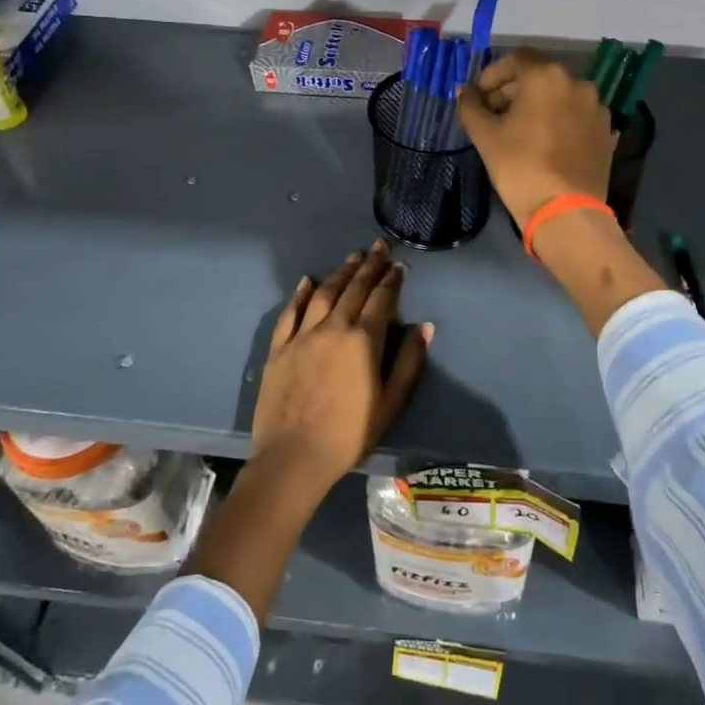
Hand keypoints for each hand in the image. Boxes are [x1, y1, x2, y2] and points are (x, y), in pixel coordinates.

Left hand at [250, 240, 430, 498]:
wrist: (294, 457)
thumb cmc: (349, 435)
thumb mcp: (390, 404)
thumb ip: (408, 363)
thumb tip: (425, 327)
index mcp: (363, 341)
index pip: (381, 300)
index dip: (391, 281)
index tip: (399, 265)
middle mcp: (333, 328)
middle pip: (353, 290)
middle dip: (368, 267)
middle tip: (378, 247)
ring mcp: (302, 336)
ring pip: (323, 294)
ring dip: (340, 273)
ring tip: (352, 258)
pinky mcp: (279, 348)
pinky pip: (290, 313)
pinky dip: (300, 294)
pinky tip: (307, 281)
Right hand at [456, 50, 615, 228]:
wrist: (565, 211)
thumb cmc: (519, 166)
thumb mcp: (485, 135)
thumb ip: (471, 106)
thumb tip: (464, 91)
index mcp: (547, 76)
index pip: (516, 58)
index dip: (492, 74)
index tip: (479, 96)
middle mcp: (577, 83)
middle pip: (539, 75)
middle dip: (513, 89)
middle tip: (493, 113)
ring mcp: (596, 108)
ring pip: (560, 96)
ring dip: (538, 104)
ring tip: (519, 130)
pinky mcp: (606, 132)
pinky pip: (576, 116)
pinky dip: (558, 120)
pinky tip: (544, 143)